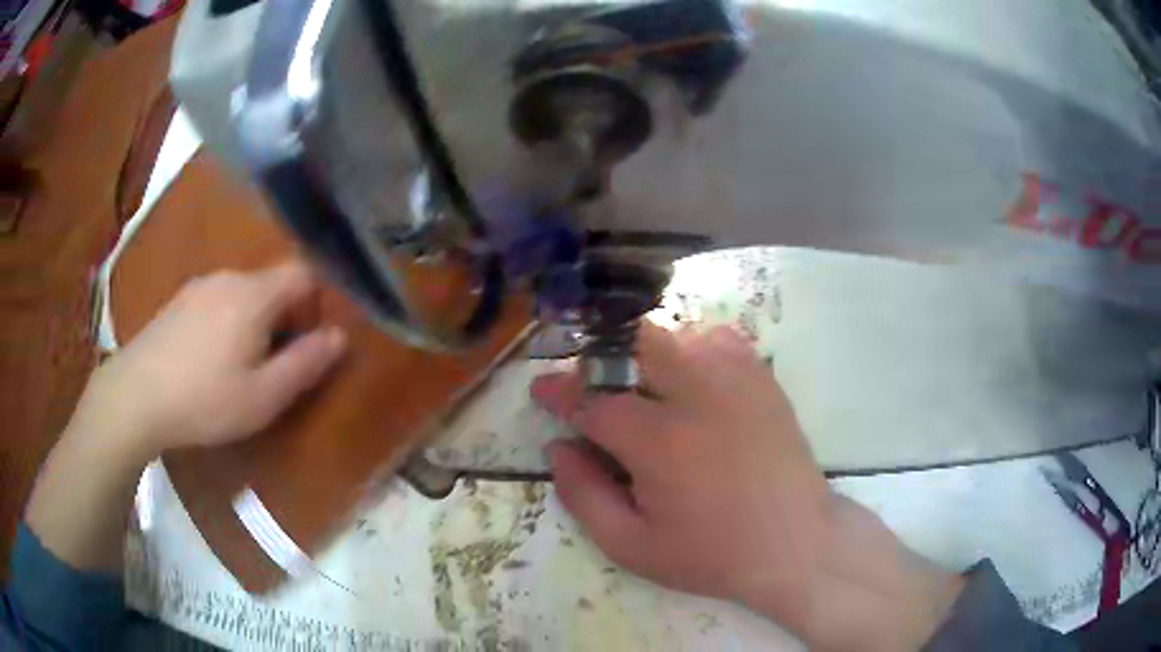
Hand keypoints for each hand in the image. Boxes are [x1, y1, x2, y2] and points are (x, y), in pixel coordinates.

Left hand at [72, 260, 346, 458]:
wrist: (135, 396)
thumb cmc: (205, 400)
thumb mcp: (264, 396)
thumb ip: (305, 363)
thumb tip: (340, 337)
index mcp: (255, 294)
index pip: (304, 272)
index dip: (320, 298)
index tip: (316, 336)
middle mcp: (228, 277)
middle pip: (272, 283)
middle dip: (286, 315)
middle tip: (279, 362)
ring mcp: (199, 286)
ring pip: (243, 293)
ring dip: (255, 320)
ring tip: (242, 365)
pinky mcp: (178, 301)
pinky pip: (217, 301)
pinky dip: (227, 322)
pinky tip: (210, 359)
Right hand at [532, 324, 962, 650]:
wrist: (795, 543)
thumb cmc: (712, 554)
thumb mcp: (632, 546)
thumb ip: (584, 496)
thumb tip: (557, 449)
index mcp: (659, 441)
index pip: (592, 399)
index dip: (559, 393)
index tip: (542, 392)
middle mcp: (696, 394)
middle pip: (633, 343)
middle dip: (600, 359)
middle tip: (593, 390)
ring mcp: (735, 379)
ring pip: (675, 334)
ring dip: (645, 354)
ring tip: (640, 389)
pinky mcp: (762, 378)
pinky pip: (718, 338)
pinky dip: (692, 348)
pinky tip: (690, 381)